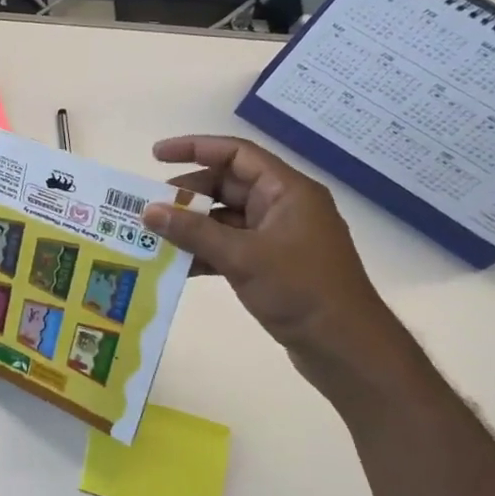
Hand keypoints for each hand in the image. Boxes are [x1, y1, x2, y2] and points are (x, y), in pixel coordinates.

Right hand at [143, 135, 390, 357]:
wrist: (345, 347)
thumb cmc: (301, 290)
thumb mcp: (242, 257)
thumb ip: (193, 231)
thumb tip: (149, 210)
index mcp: (287, 192)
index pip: (236, 154)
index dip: (195, 148)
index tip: (155, 156)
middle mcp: (283, 207)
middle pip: (227, 185)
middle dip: (187, 193)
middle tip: (150, 206)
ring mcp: (277, 237)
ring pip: (224, 218)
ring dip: (191, 225)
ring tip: (153, 235)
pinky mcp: (271, 264)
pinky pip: (229, 245)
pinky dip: (204, 251)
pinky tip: (176, 264)